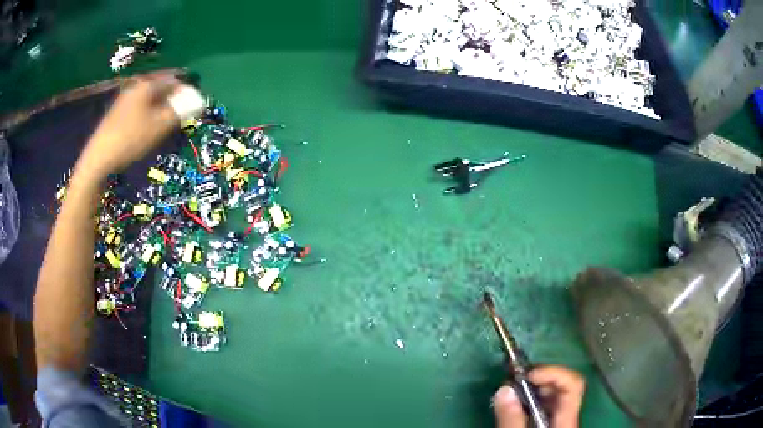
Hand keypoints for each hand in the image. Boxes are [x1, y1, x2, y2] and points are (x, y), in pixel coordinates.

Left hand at [77, 77, 182, 178]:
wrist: (99, 157)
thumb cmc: (131, 139)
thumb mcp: (159, 126)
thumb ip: (180, 111)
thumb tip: (197, 100)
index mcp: (147, 85)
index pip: (174, 80)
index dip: (186, 92)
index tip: (192, 107)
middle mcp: (136, 87)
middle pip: (161, 88)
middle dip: (172, 101)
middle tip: (177, 119)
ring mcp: (125, 99)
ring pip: (150, 99)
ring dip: (160, 109)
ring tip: (163, 127)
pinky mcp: (118, 112)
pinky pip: (140, 107)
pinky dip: (148, 114)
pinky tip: (146, 130)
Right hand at [493, 366, 584, 427]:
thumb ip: (511, 421)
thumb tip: (504, 389)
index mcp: (567, 421)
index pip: (573, 384)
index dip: (552, 373)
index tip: (525, 376)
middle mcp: (567, 418)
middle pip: (562, 388)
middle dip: (537, 381)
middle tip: (511, 383)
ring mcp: (559, 423)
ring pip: (551, 398)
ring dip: (530, 391)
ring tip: (508, 394)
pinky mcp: (548, 427)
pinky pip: (543, 408)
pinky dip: (528, 403)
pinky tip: (513, 408)